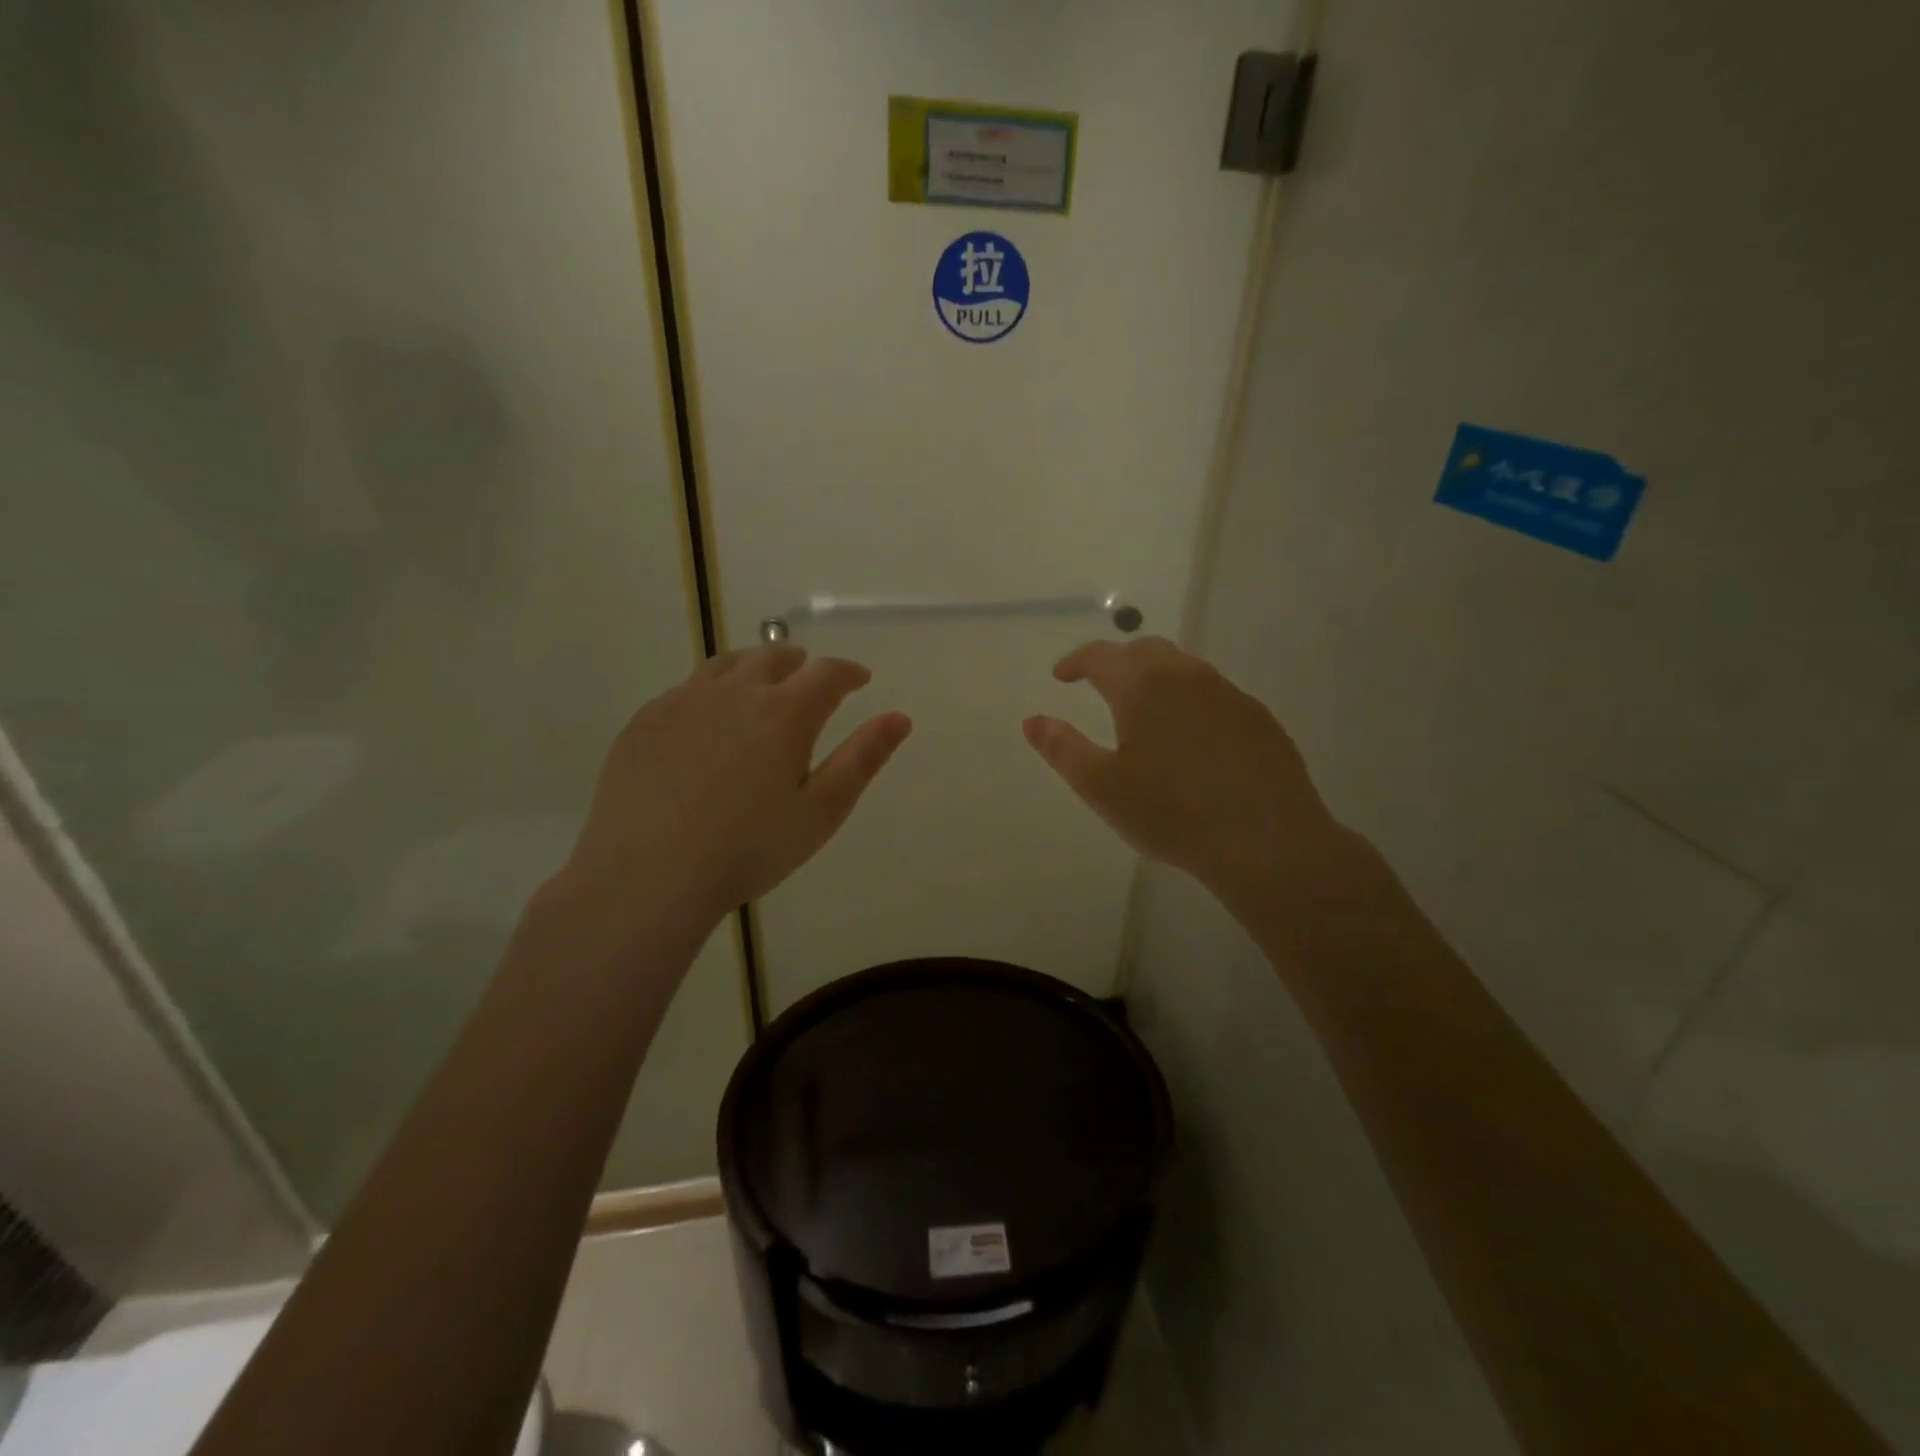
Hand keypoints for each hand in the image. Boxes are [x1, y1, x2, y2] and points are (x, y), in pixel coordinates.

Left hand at [559, 647, 910, 935]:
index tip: (860, 679)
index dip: (849, 672)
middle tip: (810, 677)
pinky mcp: (646, 720)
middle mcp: (735, 692)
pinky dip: (711, 691)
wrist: (648, 874)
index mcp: (784, 712)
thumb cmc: (748, 848)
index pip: (827, 673)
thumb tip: (900, 718)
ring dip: (753, 666)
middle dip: (800, 663)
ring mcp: (684, 701)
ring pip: (726, 665)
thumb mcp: (821, 810)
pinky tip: (708, 719)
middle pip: (773, 657)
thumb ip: (862, 758)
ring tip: (761, 684)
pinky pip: (686, 689)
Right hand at [1023, 637, 1350, 905]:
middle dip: (1116, 662)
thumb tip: (1033, 720)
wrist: (1266, 842)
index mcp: (1143, 687)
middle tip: (1098, 687)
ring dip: (1155, 677)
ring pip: (1183, 668)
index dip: (1075, 661)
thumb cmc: (1171, 814)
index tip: (1061, 676)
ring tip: (1143, 710)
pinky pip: (1213, 692)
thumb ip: (1062, 749)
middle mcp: (1186, 676)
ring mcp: (1228, 694)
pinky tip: (1190, 736)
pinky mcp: (1257, 717)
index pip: (1101, 656)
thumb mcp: (1102, 787)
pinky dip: (1188, 699)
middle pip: (1145, 651)